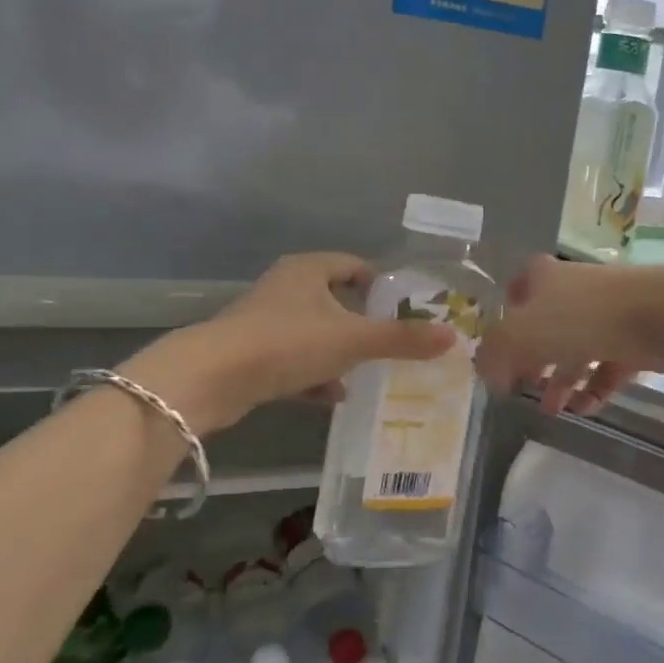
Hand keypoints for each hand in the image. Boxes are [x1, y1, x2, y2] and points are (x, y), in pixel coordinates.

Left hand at [120, 253, 454, 432]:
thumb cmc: (287, 343)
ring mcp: (263, 322)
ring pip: (314, 334)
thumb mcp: (353, 340)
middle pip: (335, 301)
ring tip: (366, 376)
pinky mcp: (250, 354)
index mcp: (307, 270)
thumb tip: (452, 337)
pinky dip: (314, 376)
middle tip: (391, 345)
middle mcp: (284, 288)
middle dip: (362, 324)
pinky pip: (294, 360)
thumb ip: (402, 339)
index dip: (380, 284)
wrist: (211, 379)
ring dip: (339, 355)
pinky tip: (331, 397)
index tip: (403, 309)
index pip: (354, 265)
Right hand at [476, 256, 663, 415]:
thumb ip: (494, 354)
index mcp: (545, 279)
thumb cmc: (582, 318)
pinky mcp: (634, 338)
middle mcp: (575, 291)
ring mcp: (607, 314)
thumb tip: (487, 374)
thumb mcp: (521, 334)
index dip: (507, 316)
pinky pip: (607, 367)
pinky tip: (584, 410)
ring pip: (577, 350)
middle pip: (546, 326)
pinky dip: (594, 388)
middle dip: (533, 360)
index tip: (501, 346)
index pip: (518, 288)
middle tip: (523, 387)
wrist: (662, 314)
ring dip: (562, 381)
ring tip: (553, 411)